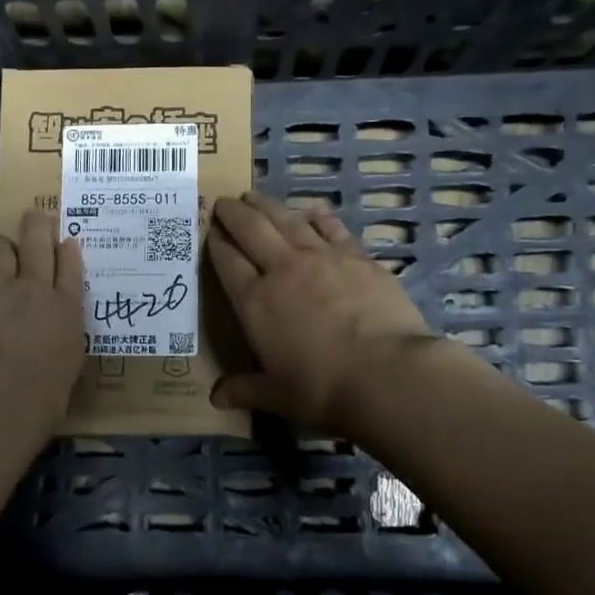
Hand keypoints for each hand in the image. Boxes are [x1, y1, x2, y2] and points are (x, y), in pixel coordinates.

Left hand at [0, 209, 85, 430]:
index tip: (67, 240)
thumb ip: (58, 355)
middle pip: (38, 245)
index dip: (69, 252)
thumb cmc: (36, 399)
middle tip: (35, 215)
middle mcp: (34, 289)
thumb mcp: (64, 377)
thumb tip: (52, 357)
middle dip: (38, 227)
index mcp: (66, 314)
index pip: (72, 273)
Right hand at [208, 192, 439, 432]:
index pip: (227, 263)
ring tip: (255, 195)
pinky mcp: (358, 258)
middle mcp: (283, 271)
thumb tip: (215, 399)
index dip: (215, 243)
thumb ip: (244, 391)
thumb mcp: (276, 396)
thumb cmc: (321, 388)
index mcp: (255, 302)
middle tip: (223, 201)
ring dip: (268, 206)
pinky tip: (314, 210)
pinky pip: (332, 229)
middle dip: (234, 214)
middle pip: (252, 231)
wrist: (387, 374)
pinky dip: (319, 217)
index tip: (208, 229)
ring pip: (288, 221)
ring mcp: (322, 259)